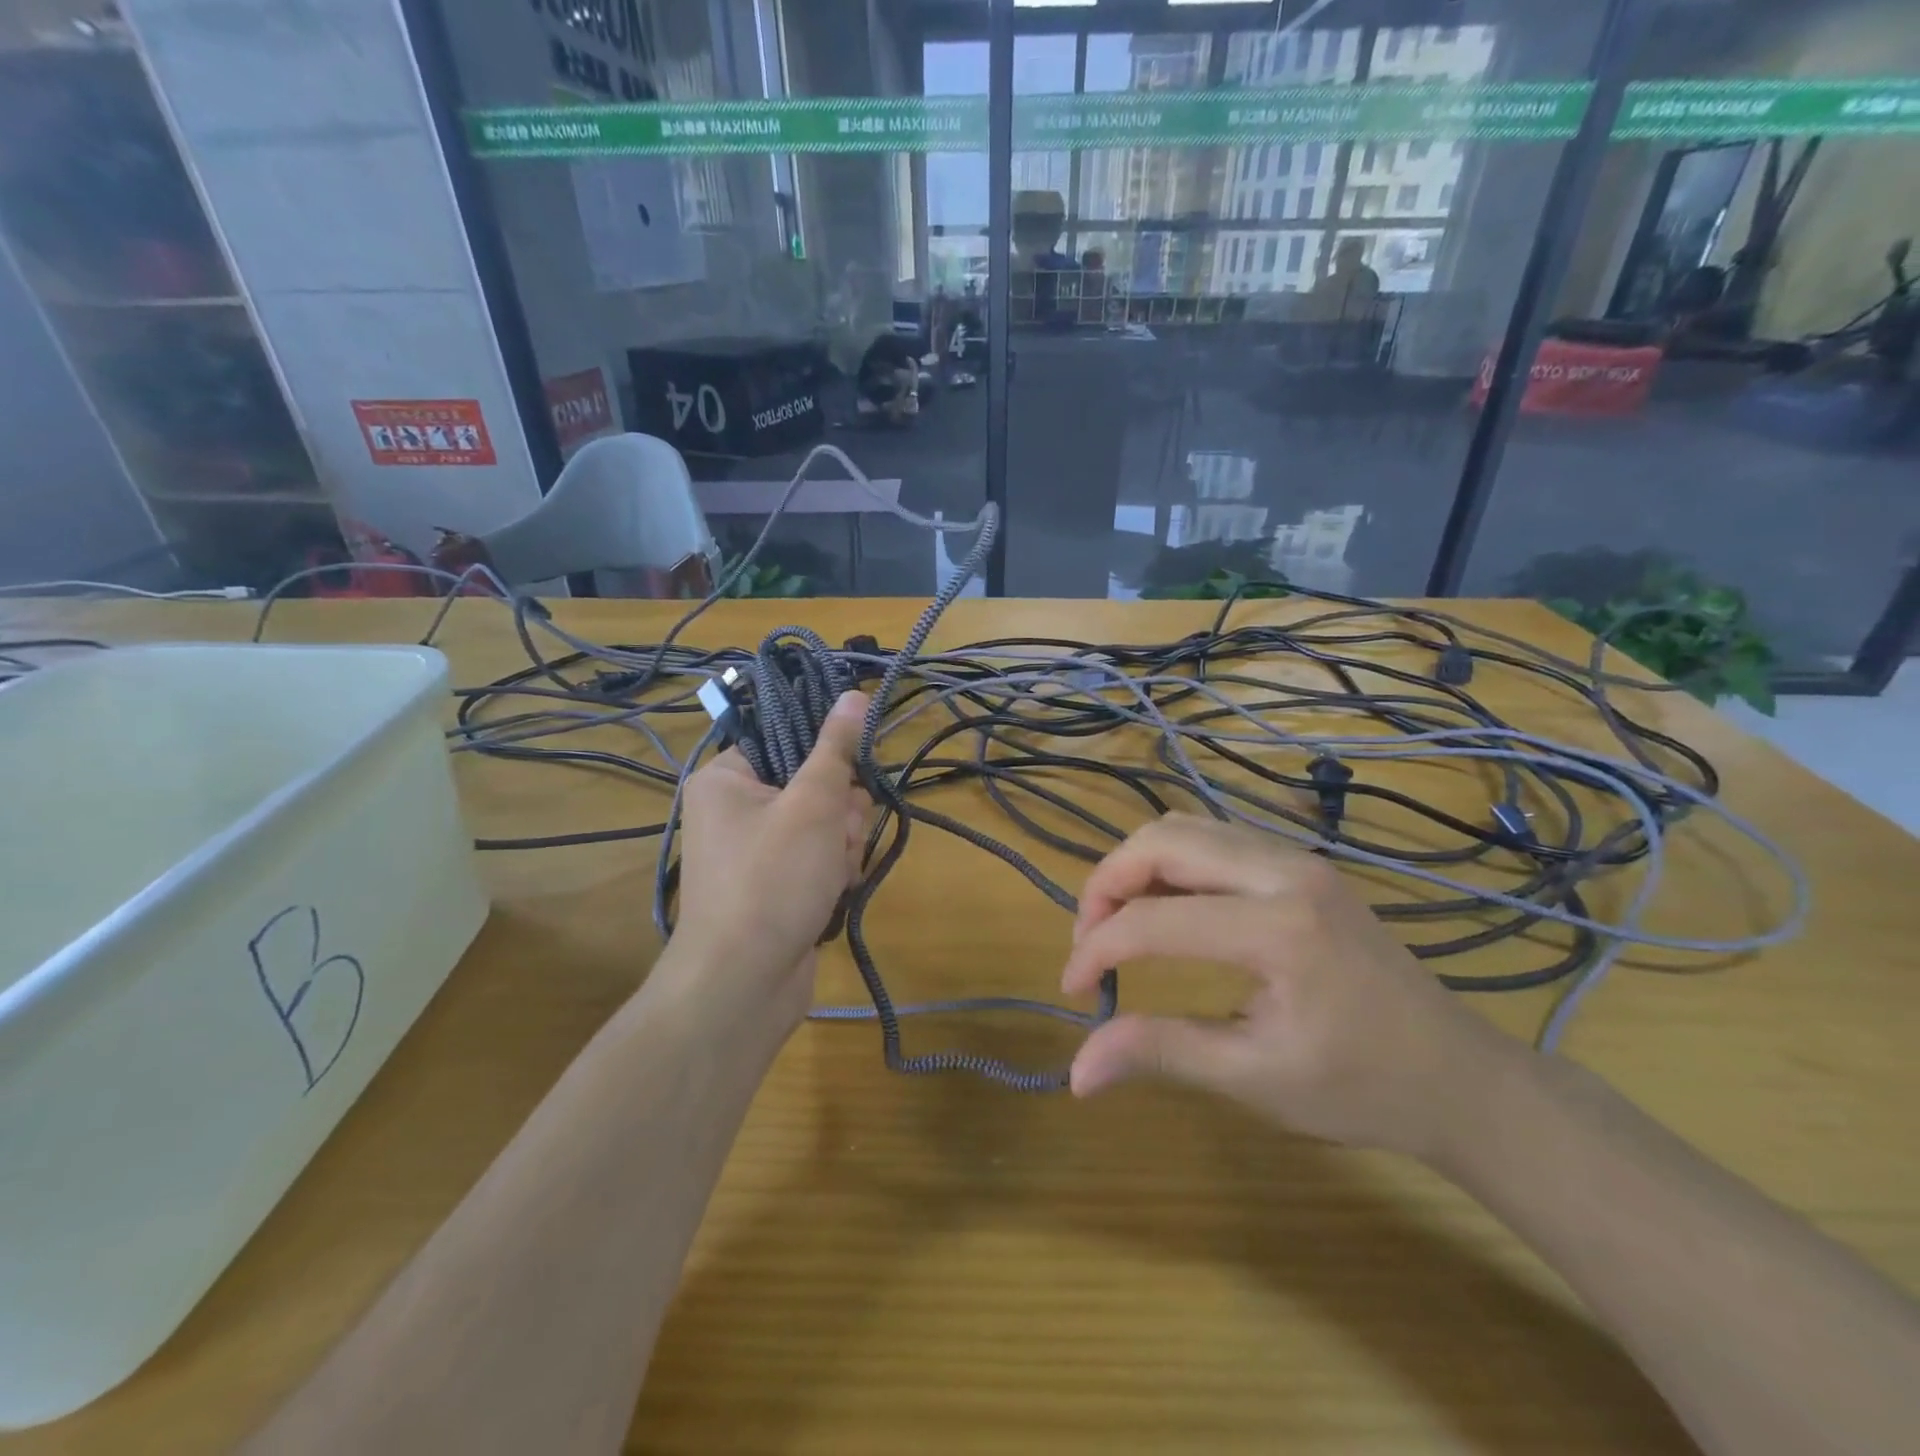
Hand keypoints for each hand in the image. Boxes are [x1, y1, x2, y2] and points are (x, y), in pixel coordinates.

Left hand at [674, 690, 870, 1017]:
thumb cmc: (772, 879)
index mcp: (726, 779)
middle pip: (813, 784)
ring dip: (842, 845)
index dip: (827, 754)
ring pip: (824, 824)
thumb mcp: (813, 804)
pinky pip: (818, 859)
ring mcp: (756, 852)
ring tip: (833, 873)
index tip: (855, 770)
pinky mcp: (775, 886)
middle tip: (839, 835)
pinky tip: (834, 892)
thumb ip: (837, 749)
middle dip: (841, 812)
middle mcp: (735, 811)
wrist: (742, 985)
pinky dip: (833, 872)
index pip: (787, 740)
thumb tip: (854, 694)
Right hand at [1061, 814, 1516, 1160]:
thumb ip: (1159, 1054)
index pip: (1152, 921)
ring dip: (1136, 867)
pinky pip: (1213, 838)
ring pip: (1184, 829)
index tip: (1074, 990)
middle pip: (1161, 841)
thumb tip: (1075, 1072)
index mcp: (1278, 930)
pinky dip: (1170, 864)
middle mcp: (1284, 872)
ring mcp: (1297, 858)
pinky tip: (1166, 909)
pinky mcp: (1300, 863)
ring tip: (1119, 922)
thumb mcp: (1254, 1079)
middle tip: (1089, 940)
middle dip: (1106, 884)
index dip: (1095, 950)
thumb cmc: (1361, 1088)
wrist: (1461, 1076)